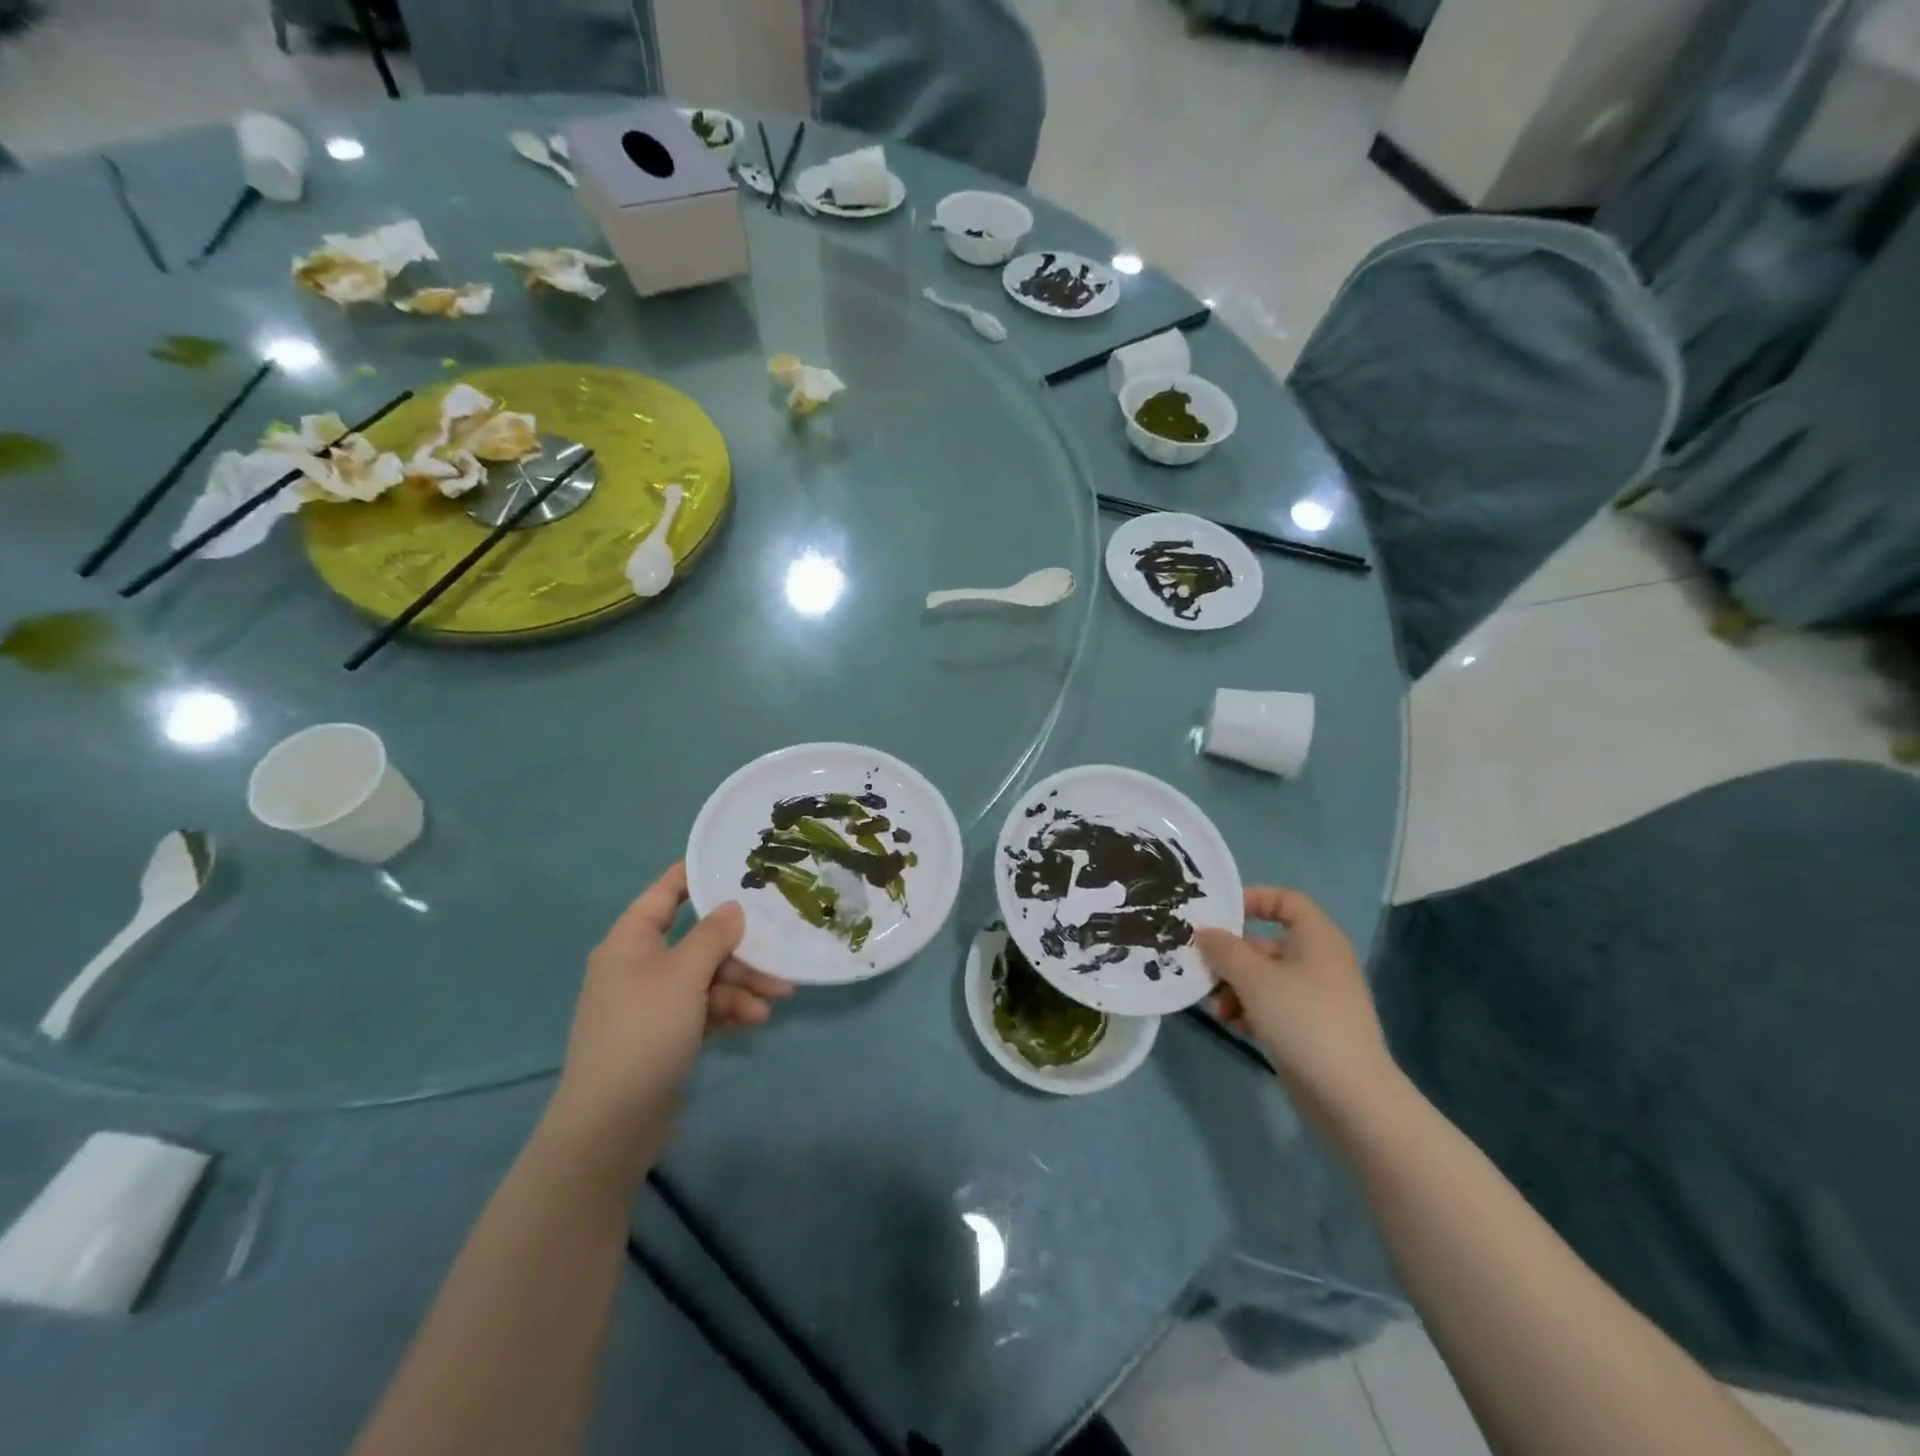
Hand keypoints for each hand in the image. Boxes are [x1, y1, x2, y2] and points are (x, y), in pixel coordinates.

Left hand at [543, 863, 792, 1187]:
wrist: (611, 1124)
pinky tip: (755, 1023)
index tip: (737, 864)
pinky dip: (729, 1011)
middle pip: (698, 941)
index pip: (666, 893)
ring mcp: (653, 1002)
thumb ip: (713, 936)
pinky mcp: (666, 1034)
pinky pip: (704, 1008)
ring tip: (777, 999)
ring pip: (707, 977)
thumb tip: (732, 907)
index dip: (697, 876)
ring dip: (742, 985)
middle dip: (740, 951)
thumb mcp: (684, 975)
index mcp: (631, 941)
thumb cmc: (644, 1032)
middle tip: (779, 957)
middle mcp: (640, 965)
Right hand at [1196, 888, 1398, 1123]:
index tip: (1218, 915)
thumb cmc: (1303, 1020)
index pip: (1285, 900)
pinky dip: (1250, 1010)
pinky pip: (1272, 1005)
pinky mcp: (1311, 1028)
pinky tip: (1234, 1026)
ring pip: (1265, 978)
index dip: (1252, 899)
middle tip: (1202, 968)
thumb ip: (1223, 950)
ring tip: (1217, 1008)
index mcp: (1316, 938)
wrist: (1351, 1095)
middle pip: (1265, 943)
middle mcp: (1319, 961)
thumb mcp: (1254, 978)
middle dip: (1230, 956)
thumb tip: (1204, 932)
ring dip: (1234, 987)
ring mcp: (1316, 997)